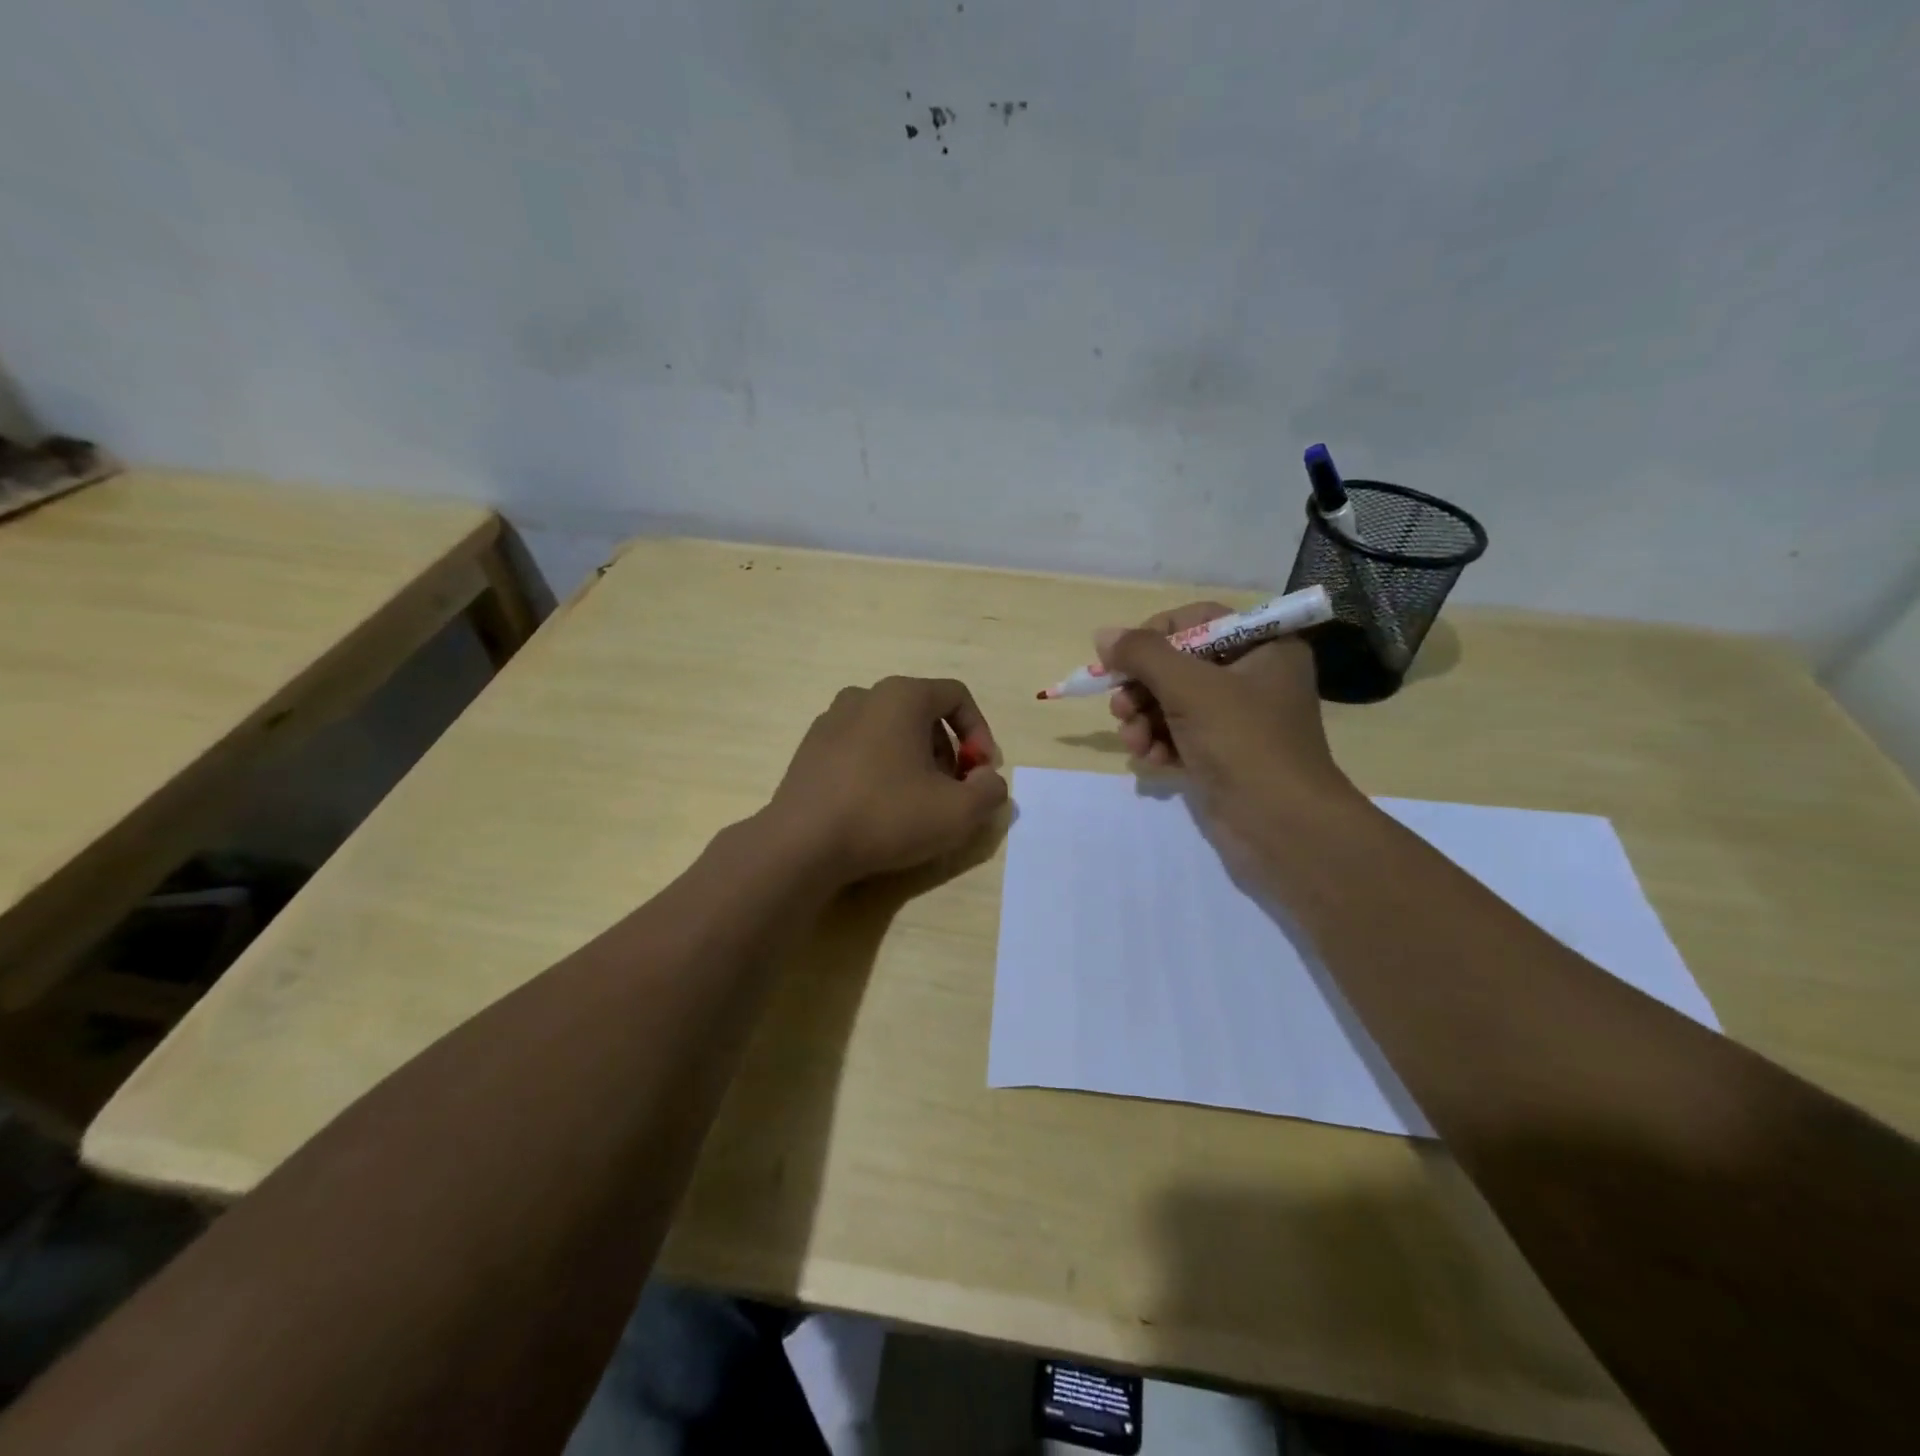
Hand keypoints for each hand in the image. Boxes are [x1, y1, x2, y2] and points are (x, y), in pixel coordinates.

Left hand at [767, 676, 1008, 883]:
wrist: (801, 844)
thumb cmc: (886, 816)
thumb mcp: (958, 812)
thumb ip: (990, 791)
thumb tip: (988, 781)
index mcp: (901, 696)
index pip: (956, 696)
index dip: (980, 733)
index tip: (981, 772)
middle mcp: (864, 696)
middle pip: (923, 713)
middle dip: (947, 750)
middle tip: (951, 791)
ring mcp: (830, 720)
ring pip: (890, 731)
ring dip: (914, 760)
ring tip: (916, 802)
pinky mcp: (810, 749)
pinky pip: (860, 748)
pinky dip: (879, 768)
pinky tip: (877, 807)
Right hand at [1098, 603, 1359, 834]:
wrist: (1282, 826)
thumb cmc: (1243, 742)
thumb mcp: (1190, 688)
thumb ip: (1143, 655)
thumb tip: (1104, 634)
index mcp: (1264, 647)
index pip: (1199, 621)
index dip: (1156, 635)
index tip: (1124, 658)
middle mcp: (1253, 677)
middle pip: (1179, 664)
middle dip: (1142, 687)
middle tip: (1120, 708)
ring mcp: (1237, 719)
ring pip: (1173, 703)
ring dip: (1144, 719)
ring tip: (1133, 741)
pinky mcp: (1223, 754)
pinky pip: (1179, 735)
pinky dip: (1159, 744)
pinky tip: (1150, 760)